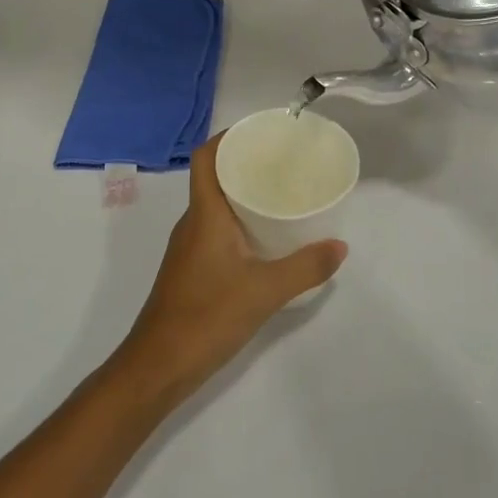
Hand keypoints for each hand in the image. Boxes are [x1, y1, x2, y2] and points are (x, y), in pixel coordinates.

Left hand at [109, 137, 346, 409]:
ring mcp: (189, 248)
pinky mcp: (192, 269)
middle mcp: (193, 223)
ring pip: (216, 206)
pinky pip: (216, 229)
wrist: (158, 366)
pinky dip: (239, 222)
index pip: (206, 158)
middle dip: (245, 164)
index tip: (260, 132)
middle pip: (214, 178)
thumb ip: (305, 268)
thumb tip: (340, 246)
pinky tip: (265, 238)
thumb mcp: (265, 292)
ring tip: (281, 193)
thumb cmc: (207, 317)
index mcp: (204, 214)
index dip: (228, 137)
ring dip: (243, 194)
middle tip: (283, 161)